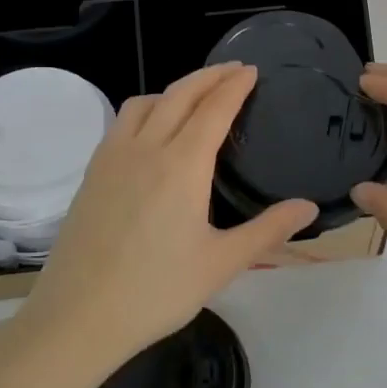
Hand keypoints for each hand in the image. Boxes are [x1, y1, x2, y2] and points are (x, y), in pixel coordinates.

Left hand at [15, 63, 317, 369]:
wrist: (78, 317)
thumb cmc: (156, 292)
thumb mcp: (221, 264)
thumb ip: (268, 231)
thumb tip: (309, 207)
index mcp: (182, 165)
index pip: (213, 109)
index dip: (234, 85)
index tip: (251, 70)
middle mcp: (145, 149)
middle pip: (179, 94)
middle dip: (209, 76)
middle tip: (233, 70)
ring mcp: (112, 158)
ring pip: (145, 103)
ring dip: (174, 90)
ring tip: (195, 98)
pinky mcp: (92, 173)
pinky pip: (122, 123)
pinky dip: (146, 109)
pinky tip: (152, 132)